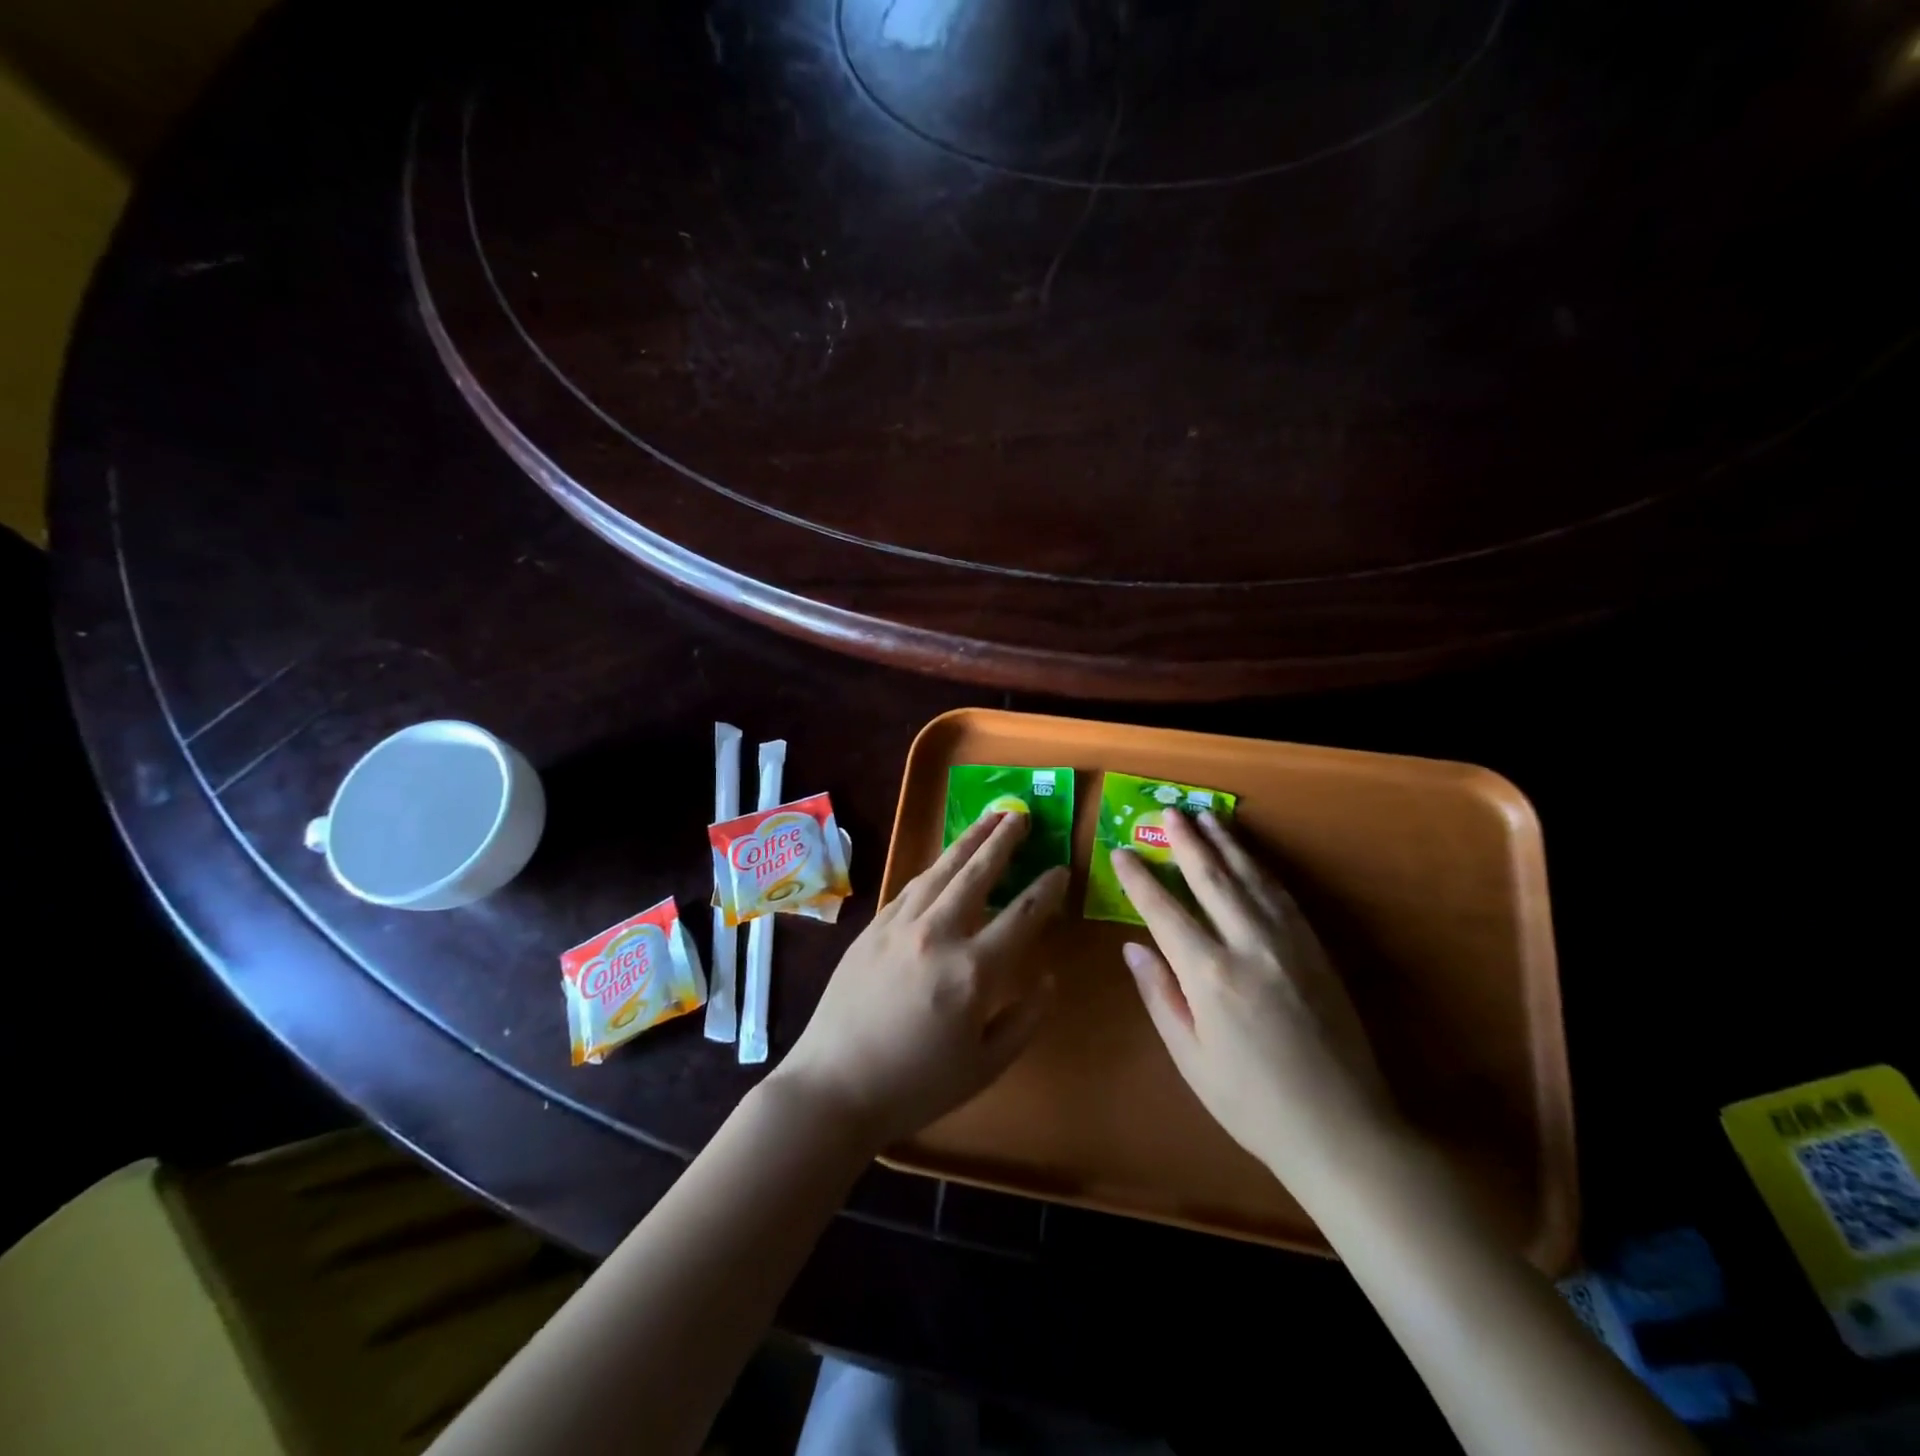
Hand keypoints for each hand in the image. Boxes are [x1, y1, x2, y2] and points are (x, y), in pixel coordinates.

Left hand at [771, 811, 1068, 1149]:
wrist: (834, 1086)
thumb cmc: (916, 1085)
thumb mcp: (985, 1066)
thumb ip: (1024, 1019)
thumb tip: (1049, 978)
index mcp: (973, 971)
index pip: (1022, 915)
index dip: (1046, 889)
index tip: (1060, 870)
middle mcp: (938, 935)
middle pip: (978, 873)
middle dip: (1004, 840)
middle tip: (1021, 814)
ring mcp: (900, 925)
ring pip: (942, 869)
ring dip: (969, 840)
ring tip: (989, 818)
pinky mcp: (873, 927)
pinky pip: (910, 885)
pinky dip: (934, 867)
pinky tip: (944, 860)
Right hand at [1114, 810, 1403, 1193]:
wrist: (1344, 1131)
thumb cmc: (1253, 1104)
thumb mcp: (1191, 1059)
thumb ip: (1161, 996)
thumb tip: (1133, 948)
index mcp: (1210, 975)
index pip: (1163, 911)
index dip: (1138, 879)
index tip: (1120, 853)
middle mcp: (1249, 946)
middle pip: (1211, 879)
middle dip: (1186, 842)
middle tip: (1169, 810)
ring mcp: (1289, 944)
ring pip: (1251, 878)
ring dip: (1226, 845)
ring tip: (1207, 818)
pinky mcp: (1316, 950)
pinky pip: (1283, 897)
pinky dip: (1261, 870)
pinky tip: (1250, 860)